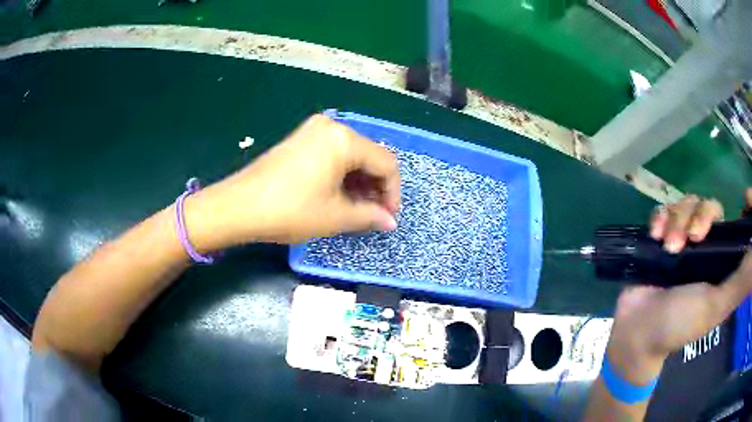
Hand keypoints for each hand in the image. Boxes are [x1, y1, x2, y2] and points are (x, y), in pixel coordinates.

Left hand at [186, 114, 399, 247]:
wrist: (238, 206)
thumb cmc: (290, 211)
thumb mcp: (335, 216)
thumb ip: (370, 216)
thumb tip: (390, 222)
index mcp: (344, 139)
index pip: (386, 163)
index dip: (393, 193)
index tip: (388, 217)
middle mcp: (331, 127)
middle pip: (369, 156)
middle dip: (376, 187)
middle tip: (374, 215)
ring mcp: (313, 130)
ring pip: (351, 155)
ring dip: (359, 182)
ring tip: (357, 209)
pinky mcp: (300, 139)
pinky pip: (333, 154)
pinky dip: (342, 175)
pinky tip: (339, 195)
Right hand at [608, 190, 751, 379]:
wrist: (637, 331)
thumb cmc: (679, 323)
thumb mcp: (715, 306)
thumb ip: (739, 282)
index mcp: (722, 262)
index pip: (738, 224)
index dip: (744, 207)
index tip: (745, 197)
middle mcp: (707, 247)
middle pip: (710, 207)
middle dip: (700, 215)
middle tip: (691, 239)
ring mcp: (684, 241)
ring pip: (687, 204)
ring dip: (676, 220)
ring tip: (666, 246)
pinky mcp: (662, 238)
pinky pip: (665, 209)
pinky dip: (660, 217)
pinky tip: (655, 234)